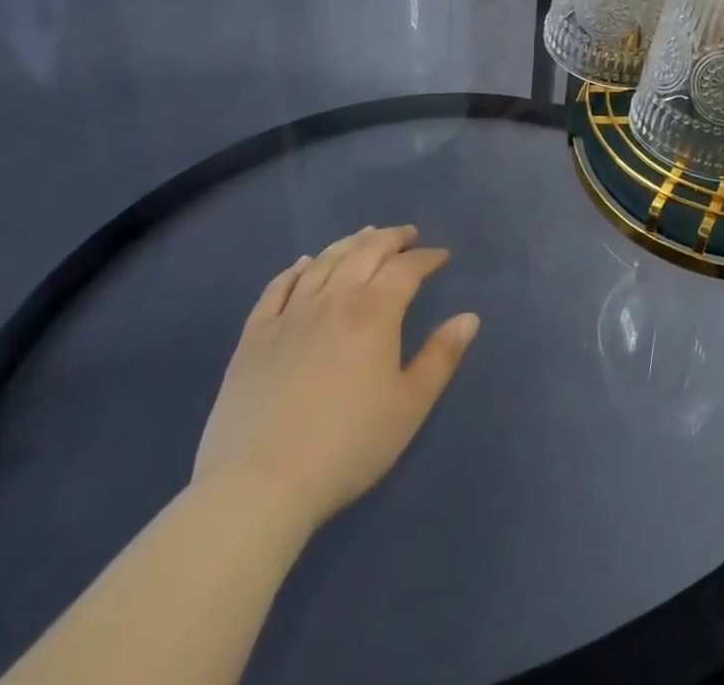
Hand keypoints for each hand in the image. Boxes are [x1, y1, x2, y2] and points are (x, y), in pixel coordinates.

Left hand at [192, 225, 478, 534]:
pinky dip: (296, 269)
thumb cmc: (347, 446)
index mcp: (374, 313)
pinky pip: (277, 288)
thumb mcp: (410, 406)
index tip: (442, 257)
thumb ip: (442, 356)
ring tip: (365, 237)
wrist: (257, 488)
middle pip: (365, 253)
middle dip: (391, 239)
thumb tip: (469, 317)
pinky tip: (304, 264)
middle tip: (407, 236)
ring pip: (324, 262)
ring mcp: (289, 316)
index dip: (427, 257)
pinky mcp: (254, 337)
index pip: (407, 269)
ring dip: (349, 244)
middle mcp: (333, 301)